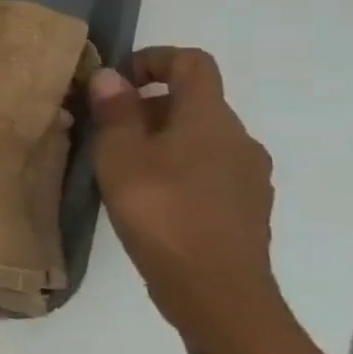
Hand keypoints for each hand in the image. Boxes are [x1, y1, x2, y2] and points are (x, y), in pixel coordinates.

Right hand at [88, 48, 279, 344]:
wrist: (217, 294)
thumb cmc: (162, 212)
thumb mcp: (120, 156)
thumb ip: (116, 112)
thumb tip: (111, 76)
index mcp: (210, 119)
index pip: (192, 62)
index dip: (153, 59)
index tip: (117, 83)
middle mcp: (238, 139)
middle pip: (193, 102)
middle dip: (147, 106)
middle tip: (105, 131)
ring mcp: (247, 177)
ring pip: (199, 138)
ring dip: (160, 140)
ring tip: (121, 167)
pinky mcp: (244, 209)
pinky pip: (207, 170)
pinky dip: (176, 169)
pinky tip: (147, 199)